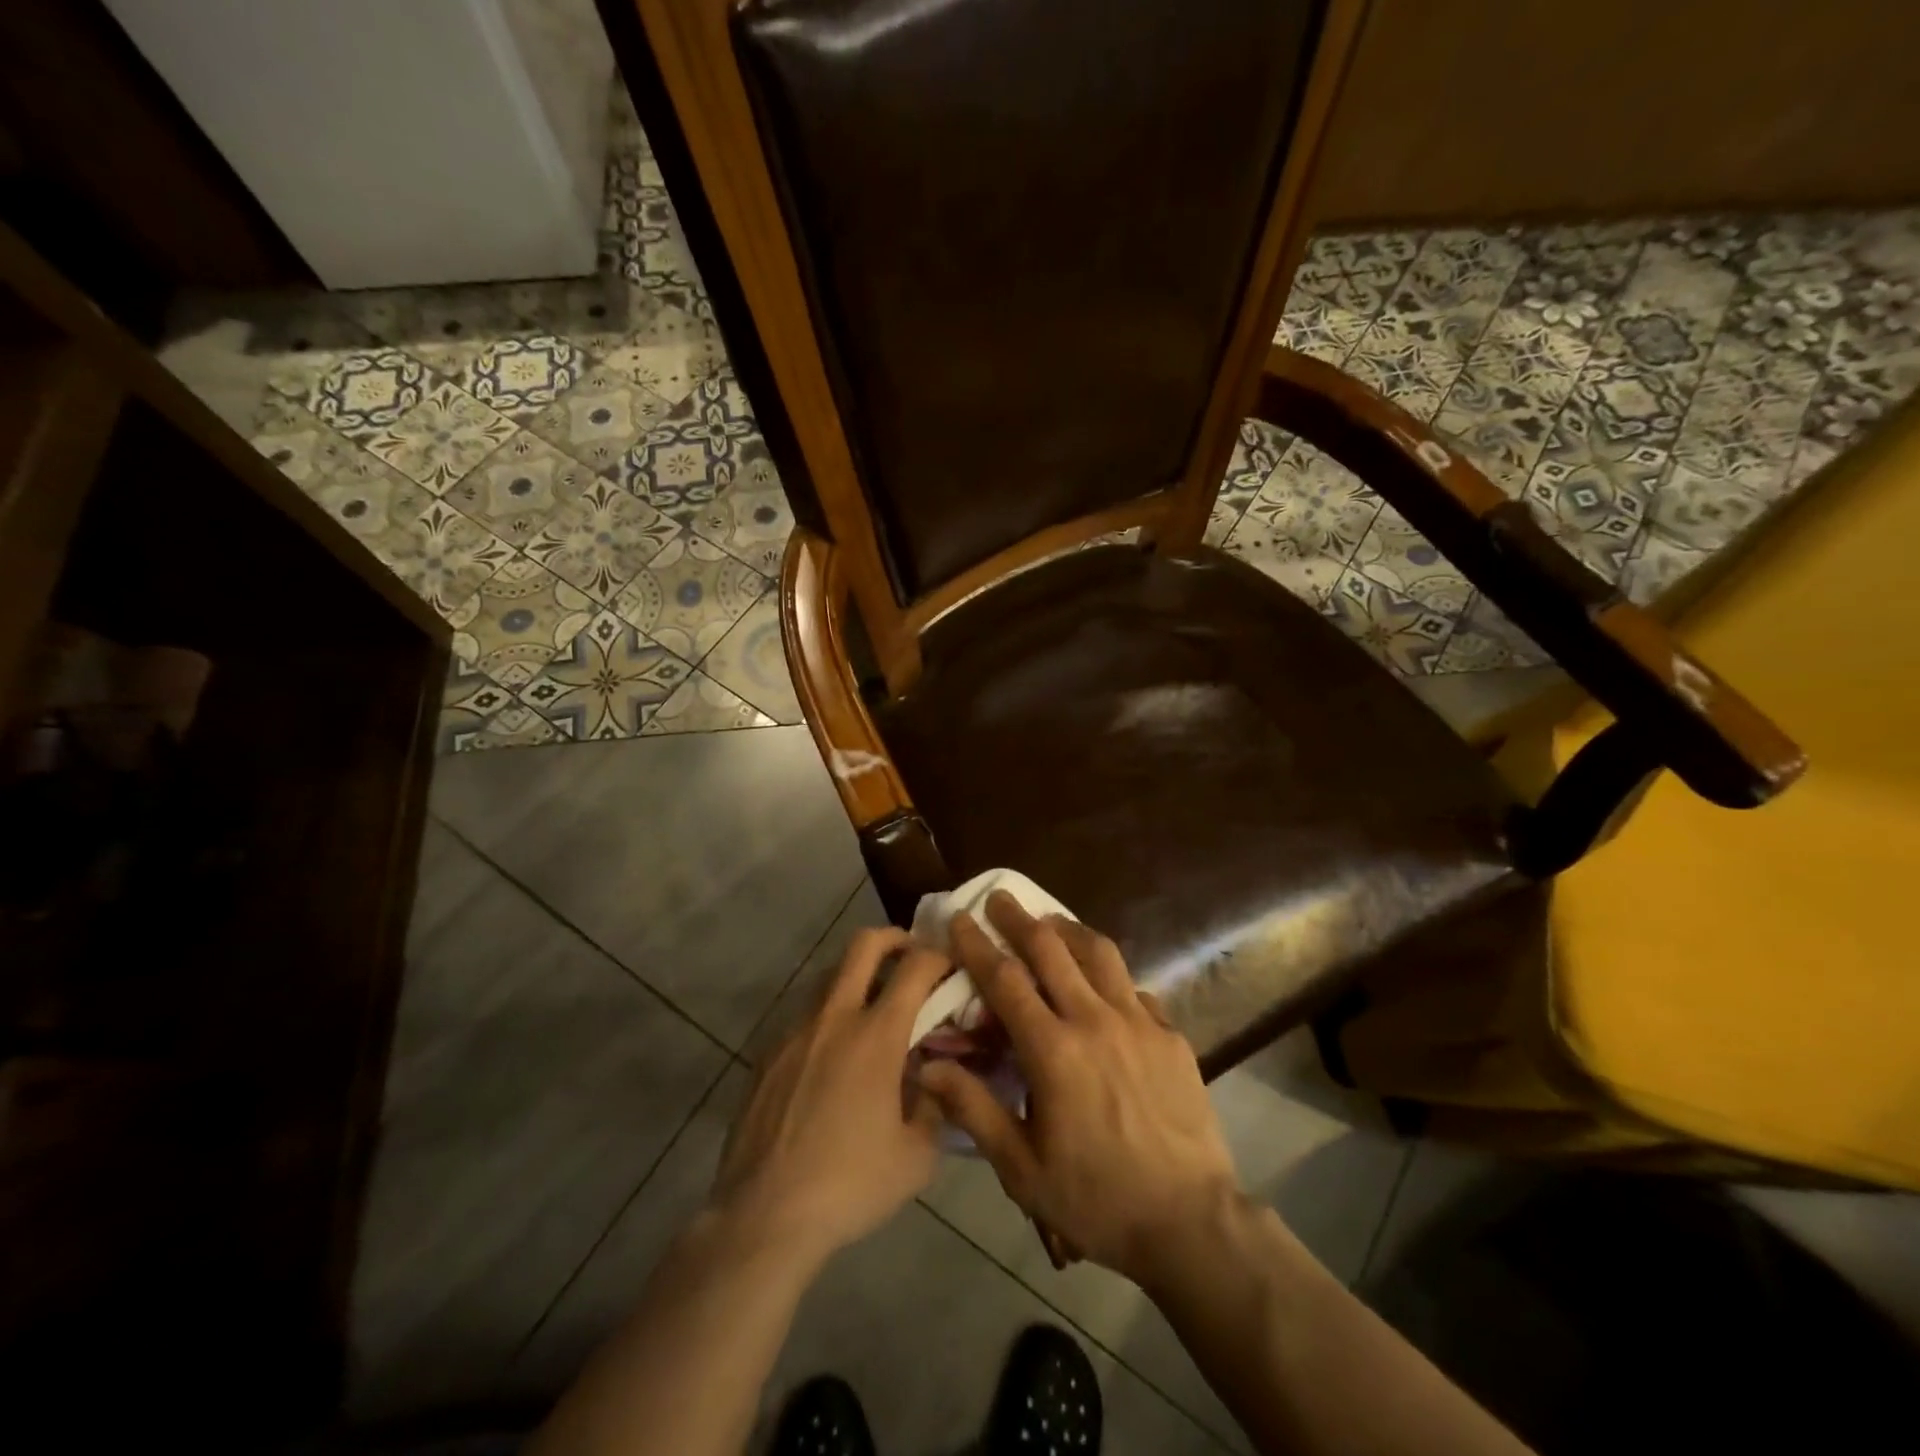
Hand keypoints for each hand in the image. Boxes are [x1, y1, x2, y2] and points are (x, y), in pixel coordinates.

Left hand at [711, 927, 951, 1265]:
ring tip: (873, 1013)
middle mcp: (834, 1017)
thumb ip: (936, 1106)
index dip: (940, 956)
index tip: (953, 966)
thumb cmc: (849, 1185)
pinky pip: (804, 1016)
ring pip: (829, 976)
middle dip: (894, 938)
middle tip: (911, 958)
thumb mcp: (917, 1157)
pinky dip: (828, 1018)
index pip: (916, 967)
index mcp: (876, 1035)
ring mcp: (794, 1031)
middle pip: (863, 944)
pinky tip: (833, 1059)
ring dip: (857, 978)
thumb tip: (934, 1078)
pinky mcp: (767, 1053)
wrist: (763, 1216)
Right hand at [917, 893, 1239, 1285]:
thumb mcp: (1021, 1167)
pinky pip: (1134, 988)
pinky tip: (1104, 986)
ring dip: (1069, 931)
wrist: (1190, 1221)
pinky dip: (1110, 976)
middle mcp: (1094, 1020)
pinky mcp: (1170, 1035)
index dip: (978, 945)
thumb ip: (973, 1109)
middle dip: (1020, 919)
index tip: (962, 917)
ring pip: (1100, 954)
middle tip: (1001, 897)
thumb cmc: (1096, 1199)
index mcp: (1053, 1050)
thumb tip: (926, 1066)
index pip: (1006, 980)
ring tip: (1051, 923)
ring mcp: (1139, 1023)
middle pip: (1052, 950)